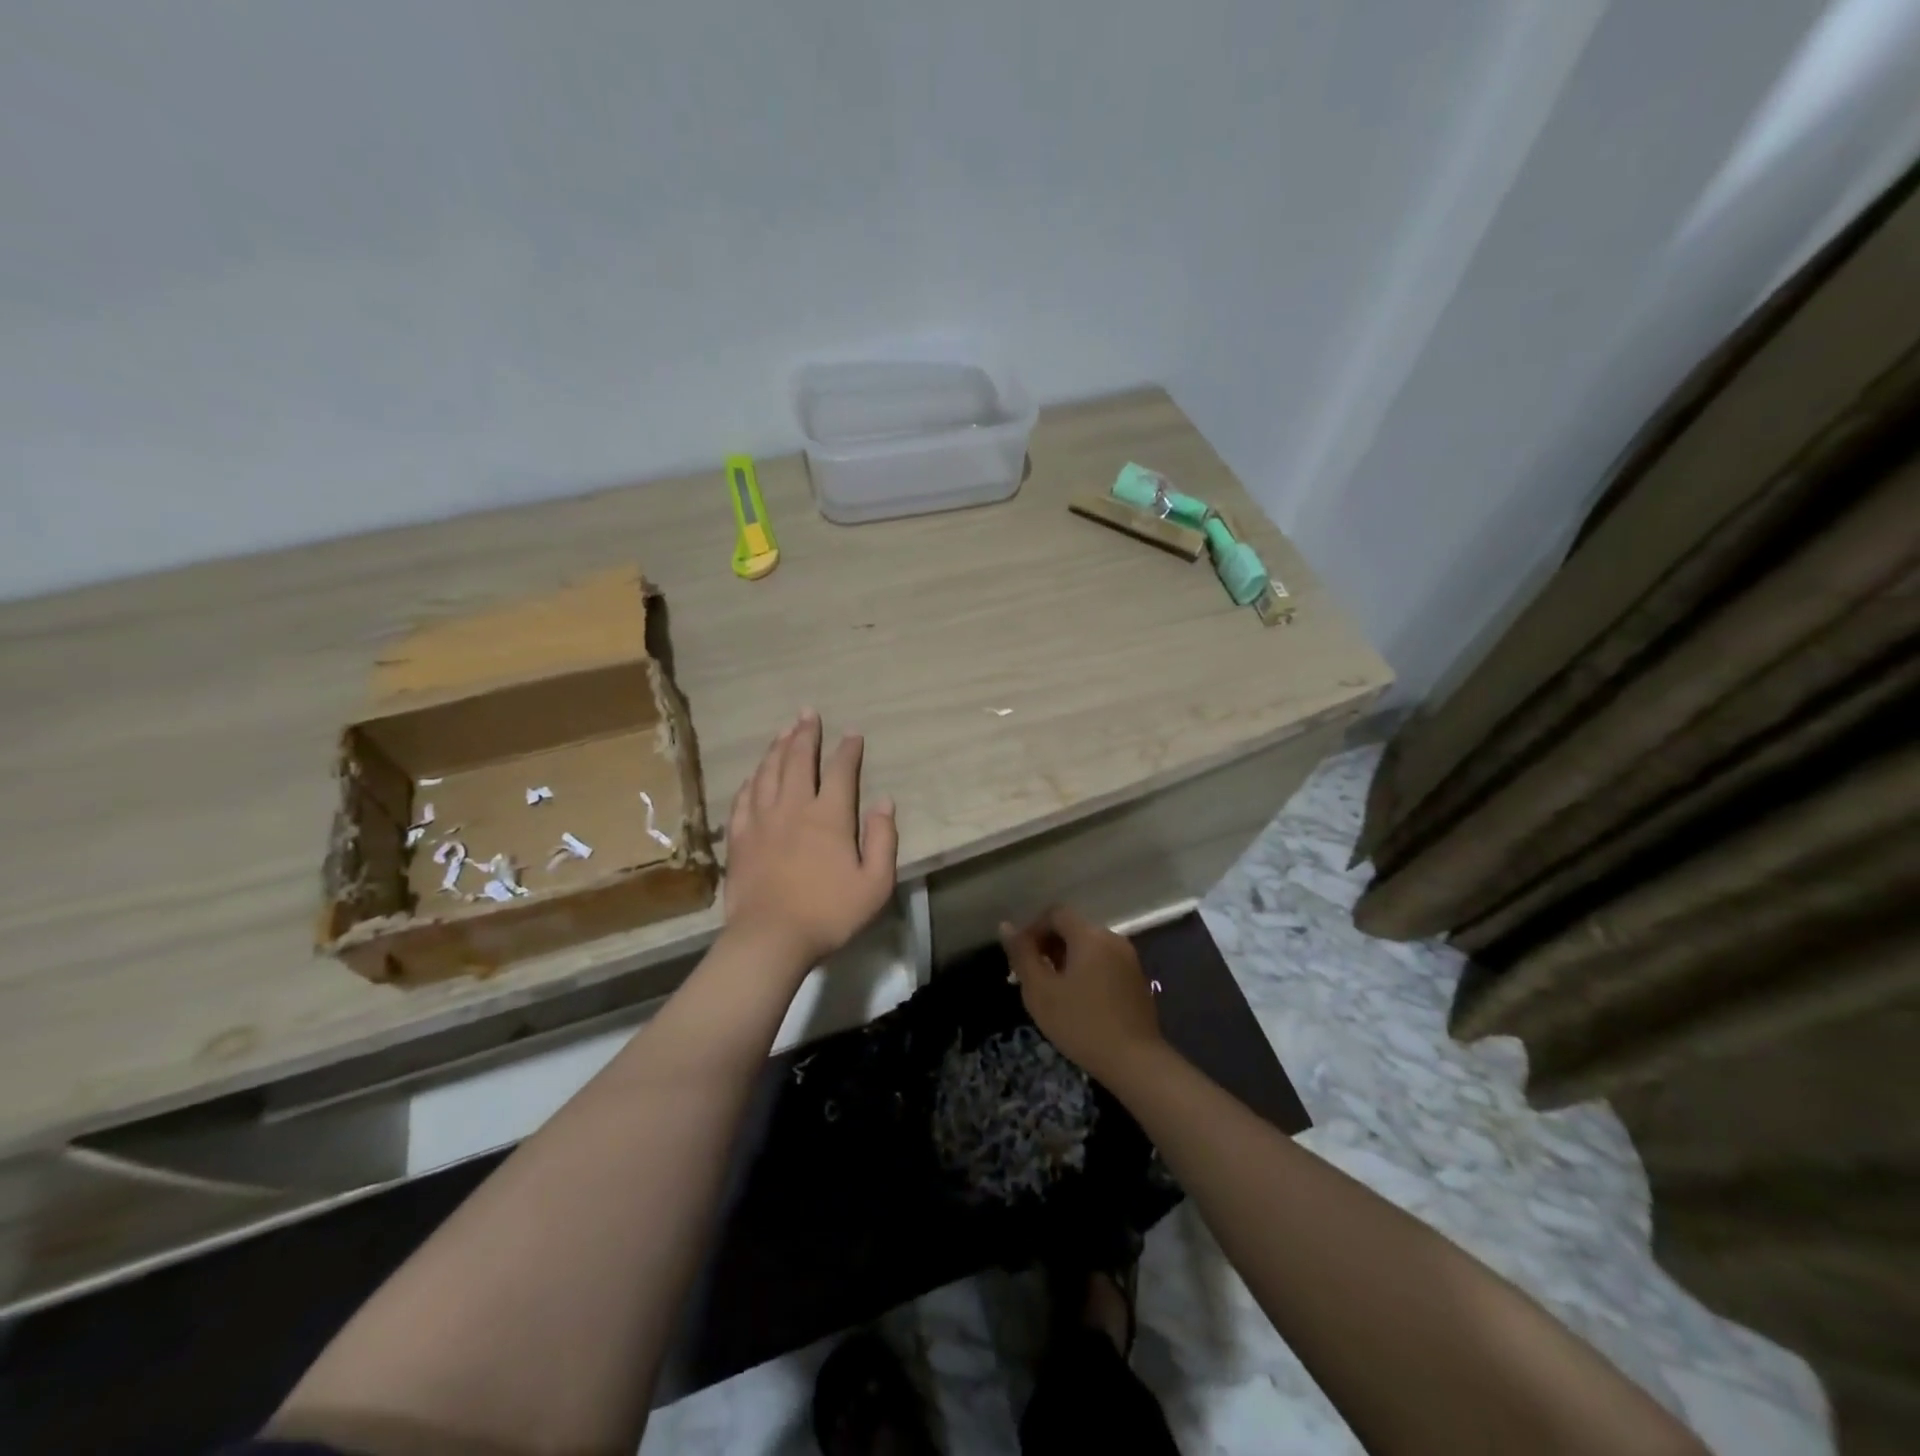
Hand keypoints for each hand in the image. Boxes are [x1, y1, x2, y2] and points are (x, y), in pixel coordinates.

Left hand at [724, 709, 897, 974]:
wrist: (770, 938)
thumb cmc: (829, 913)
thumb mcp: (875, 883)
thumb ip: (883, 839)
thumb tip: (885, 802)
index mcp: (830, 816)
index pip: (841, 771)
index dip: (848, 749)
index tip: (852, 733)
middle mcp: (794, 807)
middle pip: (798, 760)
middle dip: (806, 733)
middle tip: (808, 713)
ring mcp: (762, 820)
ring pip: (768, 772)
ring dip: (777, 747)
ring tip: (783, 730)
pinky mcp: (739, 837)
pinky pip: (744, 797)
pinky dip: (752, 779)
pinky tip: (755, 773)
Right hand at [1000, 906, 1164, 1085]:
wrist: (1135, 1062)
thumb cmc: (1081, 1024)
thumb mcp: (1041, 991)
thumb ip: (1022, 955)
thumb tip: (1006, 926)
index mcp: (1089, 935)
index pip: (1055, 913)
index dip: (1033, 929)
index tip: (1021, 957)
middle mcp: (1112, 938)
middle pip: (1073, 928)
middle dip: (1049, 945)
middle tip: (1032, 976)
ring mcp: (1129, 959)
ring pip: (1089, 946)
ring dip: (1066, 959)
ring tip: (1052, 990)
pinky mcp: (1137, 979)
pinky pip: (1104, 962)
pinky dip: (1086, 970)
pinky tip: (1078, 1000)